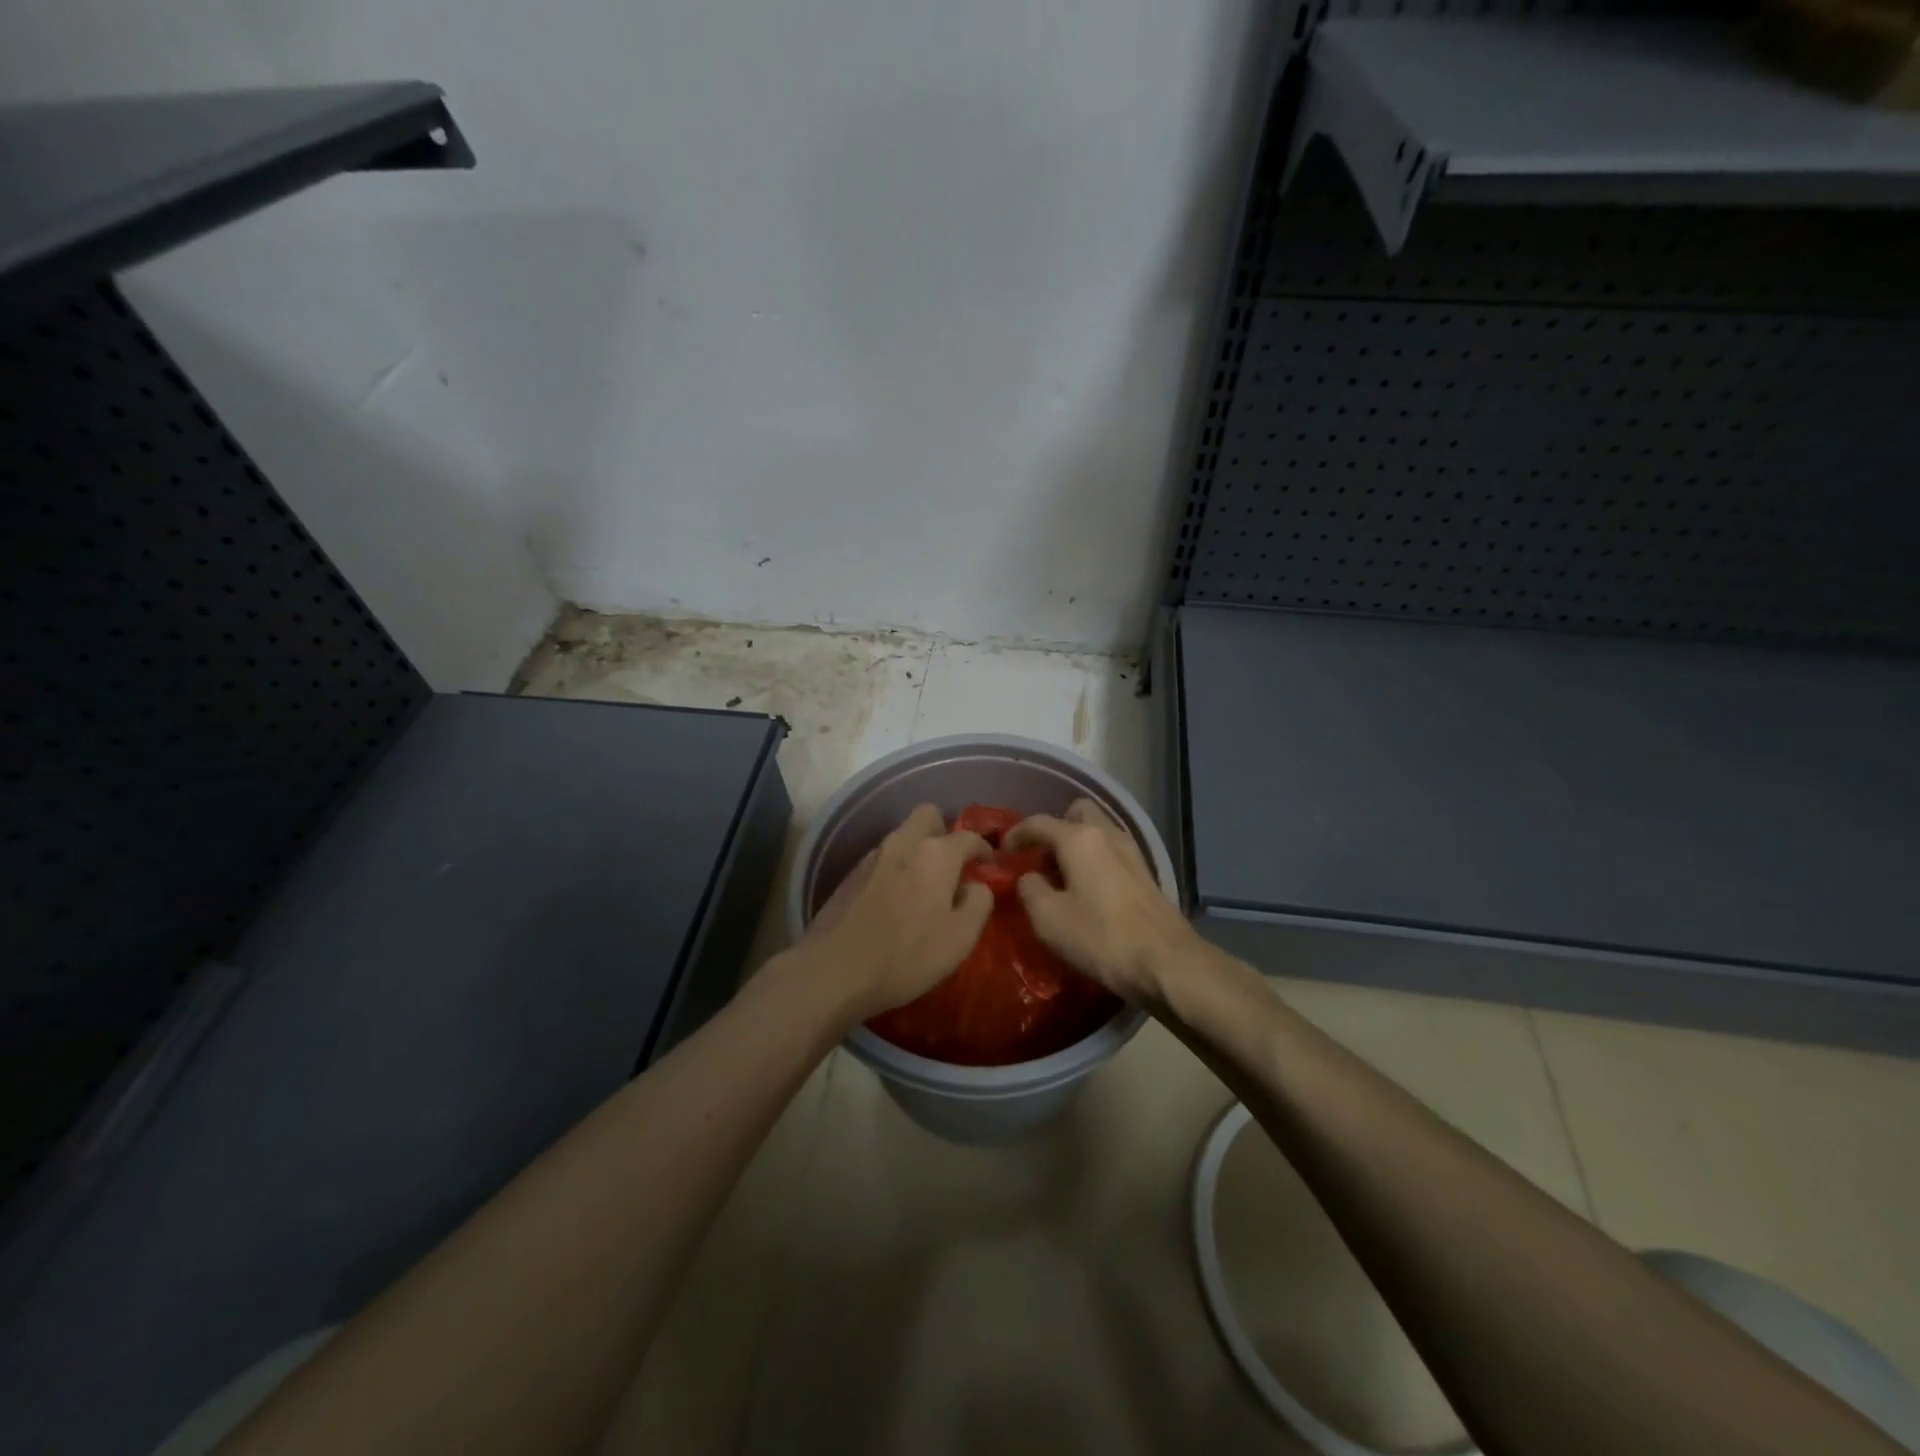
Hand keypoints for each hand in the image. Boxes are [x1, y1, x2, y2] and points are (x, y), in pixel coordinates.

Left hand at [792, 804, 992, 1022]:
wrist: (834, 970)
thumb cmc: (906, 955)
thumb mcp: (960, 938)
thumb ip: (979, 903)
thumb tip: (976, 886)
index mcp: (936, 854)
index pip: (968, 837)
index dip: (984, 850)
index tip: (989, 867)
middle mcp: (903, 844)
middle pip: (928, 816)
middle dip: (944, 832)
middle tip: (953, 864)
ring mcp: (872, 856)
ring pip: (903, 836)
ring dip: (918, 850)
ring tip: (925, 885)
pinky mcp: (850, 875)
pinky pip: (883, 858)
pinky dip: (896, 868)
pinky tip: (896, 899)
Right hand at [1006, 799, 1198, 1003]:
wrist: (1167, 963)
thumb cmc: (1101, 938)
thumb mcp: (1048, 919)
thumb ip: (1029, 889)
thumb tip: (1029, 878)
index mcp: (1079, 839)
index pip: (1038, 822)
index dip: (1015, 835)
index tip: (1002, 854)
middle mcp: (1107, 834)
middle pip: (1076, 813)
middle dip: (1054, 829)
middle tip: (1040, 860)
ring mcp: (1132, 853)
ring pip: (1097, 832)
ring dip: (1076, 846)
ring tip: (1061, 879)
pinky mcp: (1145, 874)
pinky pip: (1111, 852)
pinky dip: (1094, 861)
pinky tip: (1087, 892)